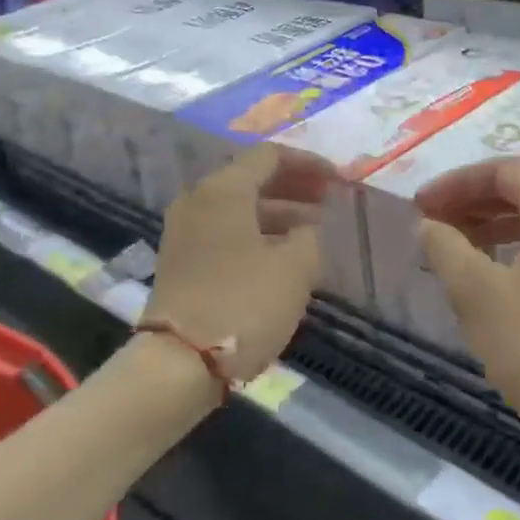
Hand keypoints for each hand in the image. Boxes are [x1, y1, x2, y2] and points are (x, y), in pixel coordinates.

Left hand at [145, 144, 332, 384]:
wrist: (179, 363)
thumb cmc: (244, 304)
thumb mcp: (296, 267)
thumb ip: (310, 235)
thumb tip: (305, 228)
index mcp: (223, 189)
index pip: (270, 156)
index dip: (310, 164)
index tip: (339, 181)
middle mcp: (198, 200)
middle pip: (251, 179)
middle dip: (294, 187)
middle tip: (329, 201)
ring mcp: (184, 231)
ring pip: (239, 208)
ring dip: (278, 213)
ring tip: (314, 230)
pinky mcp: (181, 261)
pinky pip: (226, 232)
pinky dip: (257, 234)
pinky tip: (283, 254)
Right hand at [416, 161, 519, 448]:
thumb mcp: (477, 294)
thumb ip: (446, 248)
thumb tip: (428, 224)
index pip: (503, 171)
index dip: (455, 183)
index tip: (419, 205)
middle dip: (471, 202)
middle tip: (430, 223)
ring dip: (491, 227)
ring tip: (452, 248)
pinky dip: (514, 250)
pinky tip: (490, 278)